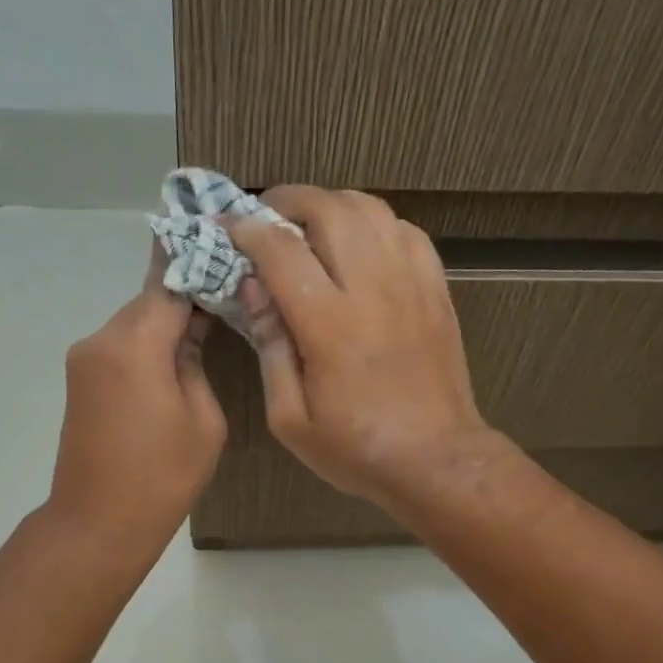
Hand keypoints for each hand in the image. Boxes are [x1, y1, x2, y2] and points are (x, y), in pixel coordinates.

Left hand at [46, 254, 226, 555]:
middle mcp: (101, 340)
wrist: (98, 524)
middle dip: (185, 293)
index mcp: (134, 344)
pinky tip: (175, 356)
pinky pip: (120, 347)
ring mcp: (84, 360)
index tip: (225, 244)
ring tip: (208, 325)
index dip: (198, 262)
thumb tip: (191, 329)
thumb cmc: (162, 476)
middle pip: (149, 300)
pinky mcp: (80, 381)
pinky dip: (147, 344)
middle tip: (227, 289)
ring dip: (166, 321)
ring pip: (134, 323)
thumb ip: (196, 361)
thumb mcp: (203, 418)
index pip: (170, 283)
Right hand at [226, 186, 500, 509]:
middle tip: (267, 219)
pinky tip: (360, 246)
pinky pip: (406, 231)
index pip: (280, 249)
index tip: (227, 228)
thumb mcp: (291, 419)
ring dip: (332, 206)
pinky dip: (375, 224)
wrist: (436, 460)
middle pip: (328, 210)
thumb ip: (270, 348)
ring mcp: (411, 284)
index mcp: (329, 325)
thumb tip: (253, 290)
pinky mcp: (436, 290)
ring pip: (370, 209)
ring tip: (310, 227)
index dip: (246, 229)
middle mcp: (372, 289)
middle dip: (288, 201)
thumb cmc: (355, 450)